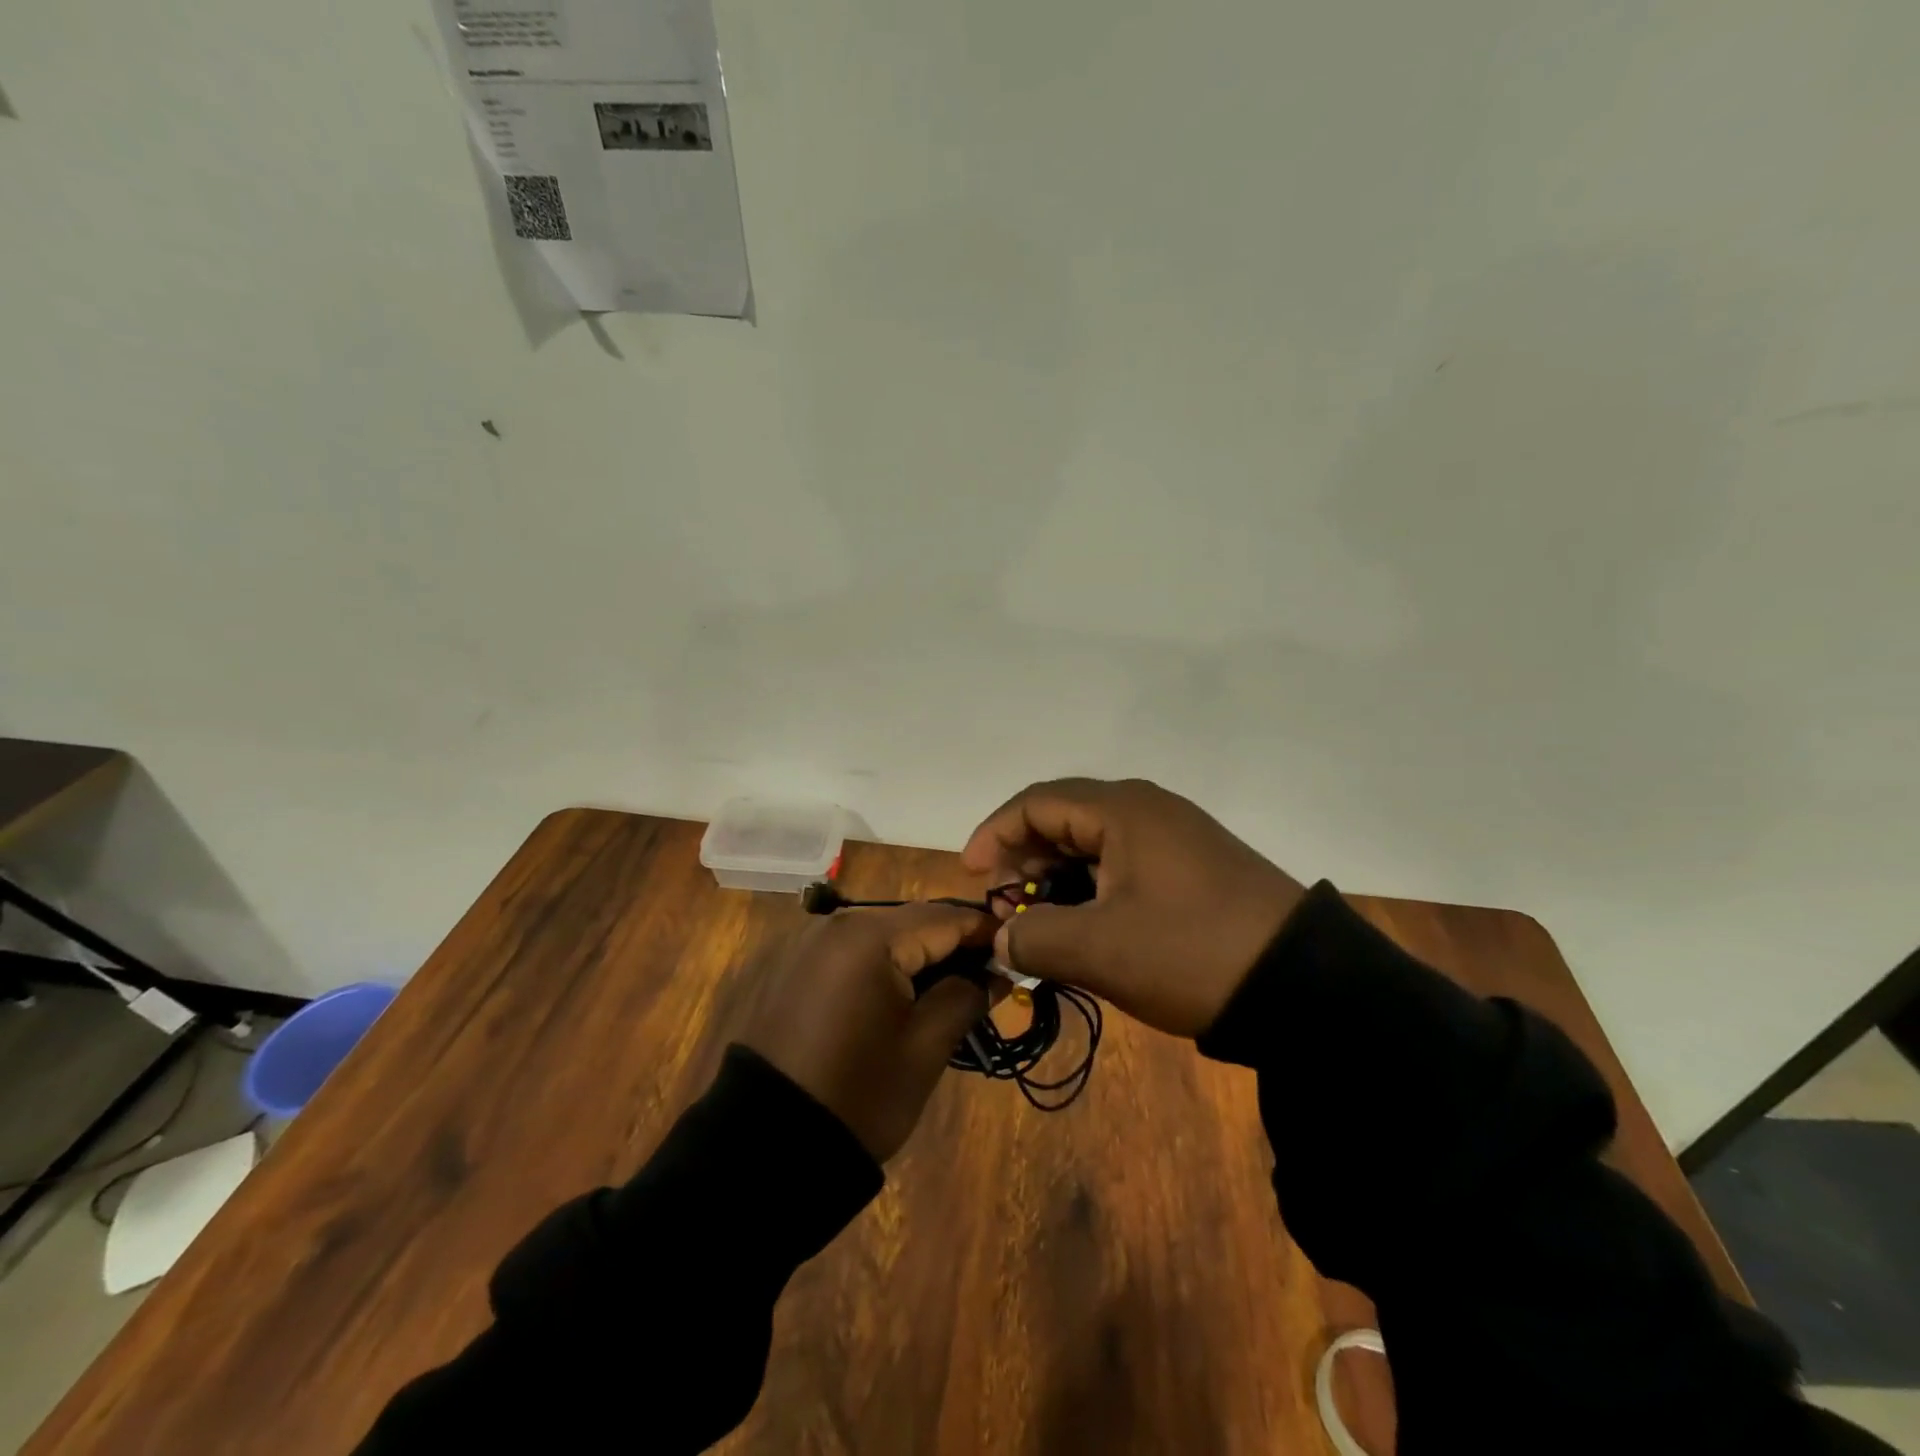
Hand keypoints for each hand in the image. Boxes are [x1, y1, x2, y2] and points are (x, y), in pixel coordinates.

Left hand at [739, 904, 995, 1162]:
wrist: (764, 1146)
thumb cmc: (858, 1094)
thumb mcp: (924, 1048)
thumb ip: (966, 996)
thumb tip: (995, 973)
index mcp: (871, 935)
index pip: (946, 918)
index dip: (987, 933)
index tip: (1019, 951)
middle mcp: (838, 924)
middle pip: (914, 921)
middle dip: (954, 944)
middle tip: (991, 976)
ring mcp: (812, 943)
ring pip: (886, 935)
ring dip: (921, 955)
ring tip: (954, 989)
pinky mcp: (798, 967)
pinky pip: (857, 952)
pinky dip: (887, 965)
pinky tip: (906, 995)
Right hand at [962, 777, 1305, 1037]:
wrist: (1305, 986)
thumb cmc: (1190, 952)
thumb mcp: (1099, 949)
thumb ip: (1034, 937)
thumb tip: (1005, 936)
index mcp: (1123, 810)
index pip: (1036, 803)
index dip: (994, 834)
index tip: (972, 875)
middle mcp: (1148, 810)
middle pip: (1064, 819)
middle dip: (1023, 860)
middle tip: (1005, 906)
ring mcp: (1176, 838)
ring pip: (1094, 845)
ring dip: (1057, 879)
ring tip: (1040, 923)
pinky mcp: (1194, 868)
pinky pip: (1124, 865)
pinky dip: (1092, 890)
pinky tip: (1085, 928)